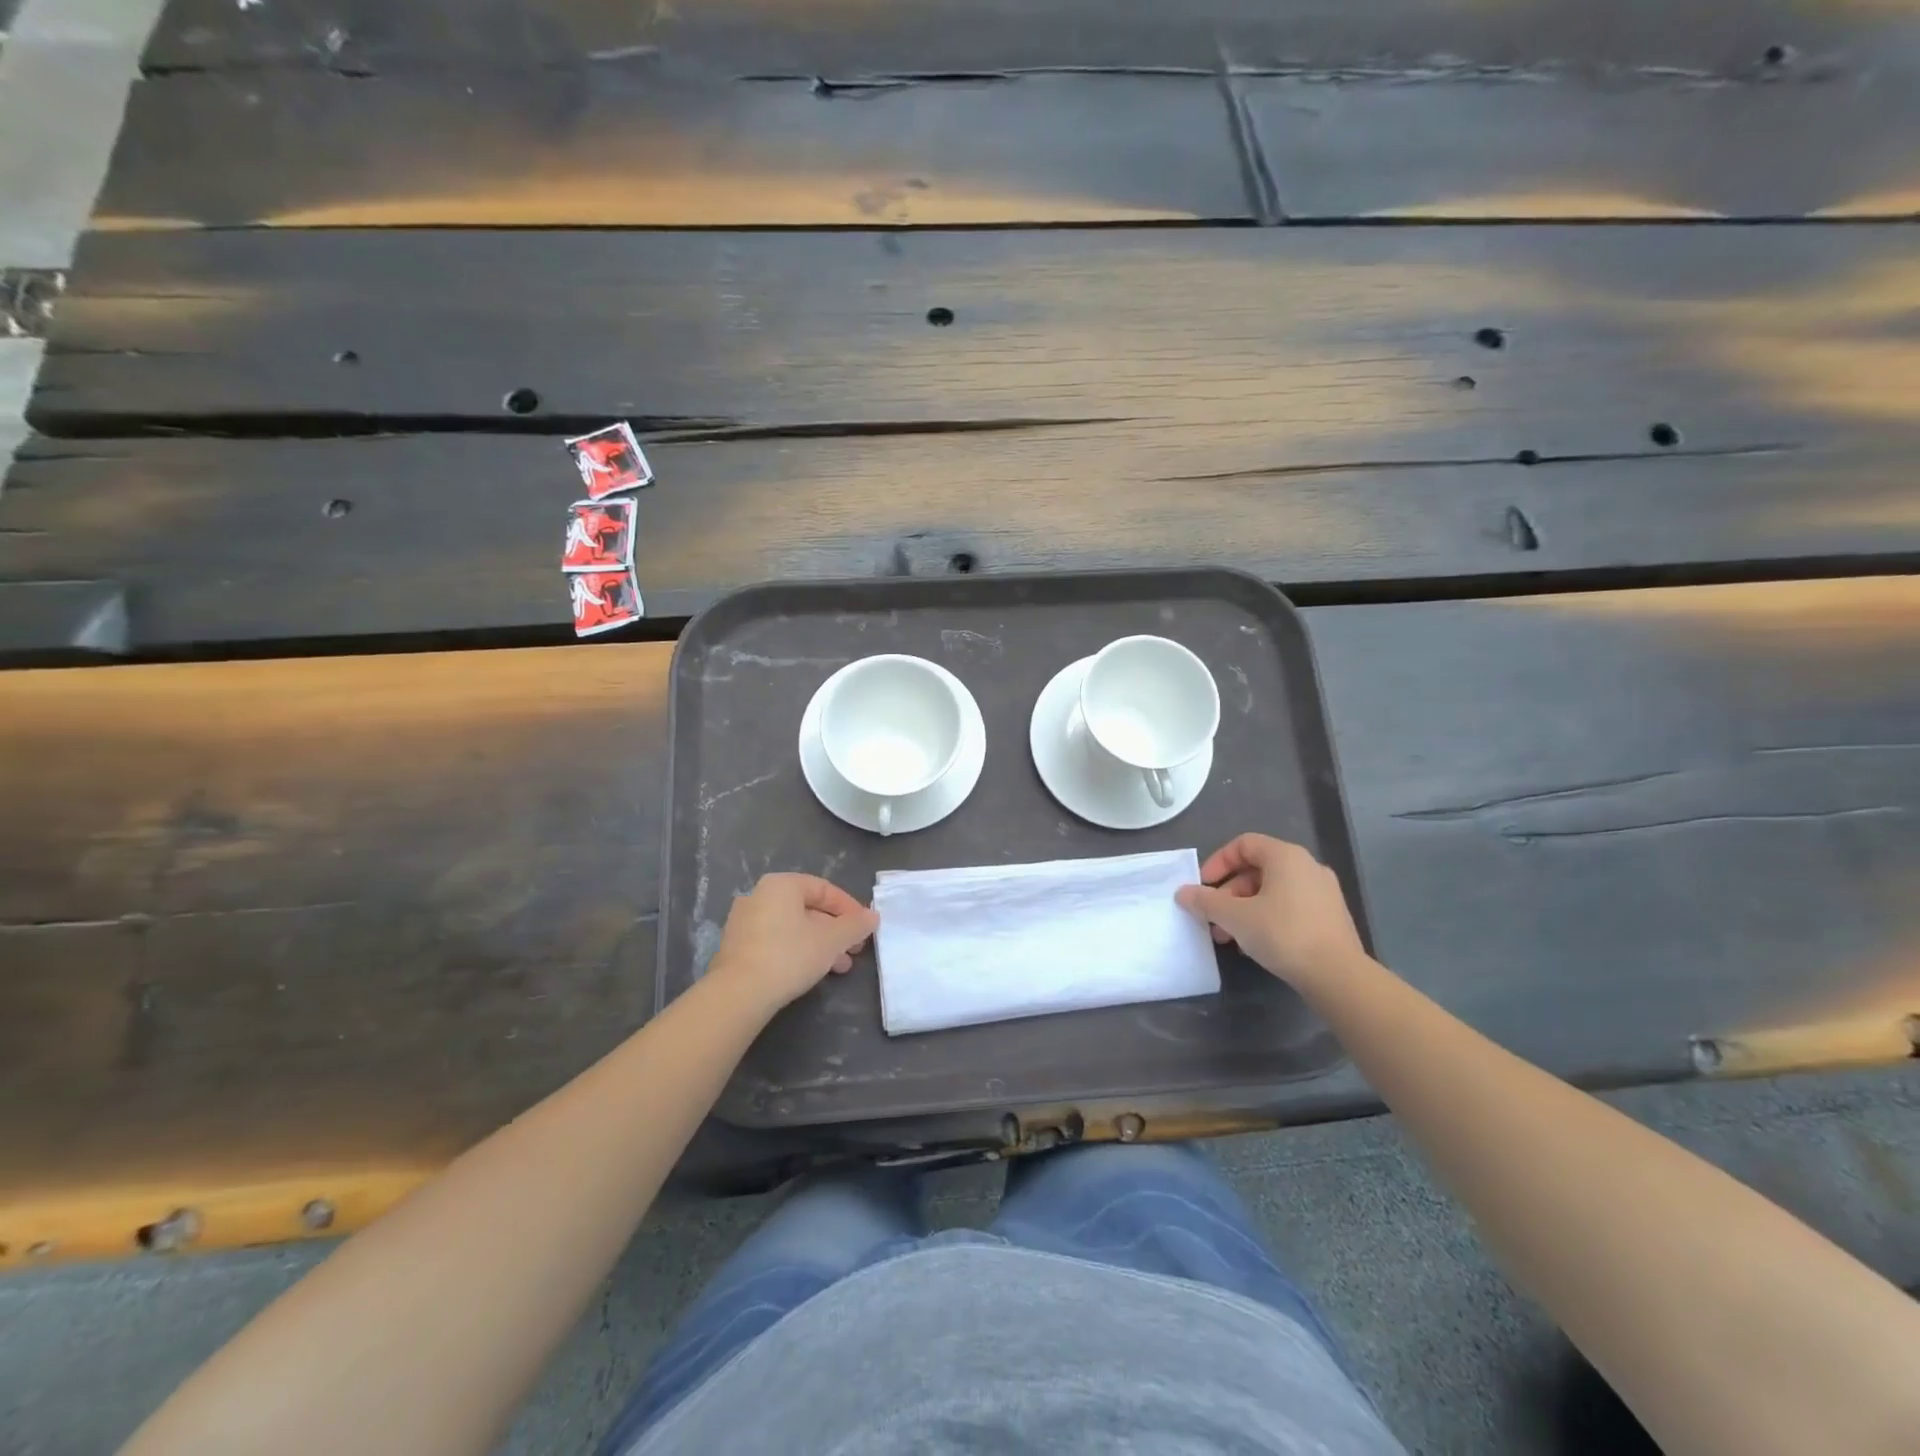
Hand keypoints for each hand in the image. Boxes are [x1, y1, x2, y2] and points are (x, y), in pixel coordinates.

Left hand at [708, 873, 877, 1012]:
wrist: (738, 994)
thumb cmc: (789, 956)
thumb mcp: (831, 940)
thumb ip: (855, 926)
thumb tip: (873, 916)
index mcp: (781, 884)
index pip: (824, 889)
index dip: (850, 908)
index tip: (865, 929)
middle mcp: (759, 895)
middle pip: (808, 909)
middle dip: (836, 930)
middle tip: (854, 950)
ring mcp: (744, 921)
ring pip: (793, 927)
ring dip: (820, 944)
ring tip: (840, 967)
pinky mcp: (737, 947)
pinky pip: (776, 941)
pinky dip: (798, 951)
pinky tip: (812, 972)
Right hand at [1175, 834, 1366, 990]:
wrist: (1338, 976)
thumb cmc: (1283, 934)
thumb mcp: (1235, 917)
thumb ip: (1206, 901)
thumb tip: (1182, 893)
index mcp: (1286, 857)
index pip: (1244, 844)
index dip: (1218, 862)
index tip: (1203, 887)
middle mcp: (1308, 867)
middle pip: (1257, 869)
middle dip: (1228, 893)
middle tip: (1213, 917)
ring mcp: (1323, 892)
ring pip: (1272, 891)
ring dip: (1244, 909)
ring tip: (1228, 936)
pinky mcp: (1330, 917)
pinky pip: (1289, 907)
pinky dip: (1267, 917)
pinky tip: (1254, 944)